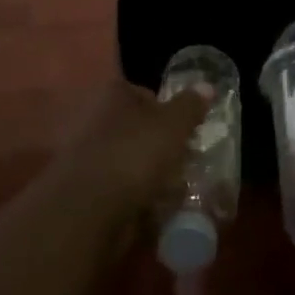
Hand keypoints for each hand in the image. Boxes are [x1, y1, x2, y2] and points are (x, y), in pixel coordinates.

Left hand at [58, 79, 211, 212]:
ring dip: (151, 172)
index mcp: (114, 95)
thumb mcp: (173, 125)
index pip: (146, 94)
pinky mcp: (87, 189)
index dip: (169, 109)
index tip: (187, 130)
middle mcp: (97, 119)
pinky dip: (138, 195)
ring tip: (176, 187)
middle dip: (161, 143)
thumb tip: (207, 85)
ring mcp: (90, 155)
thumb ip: (190, 105)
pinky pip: (122, 187)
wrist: (90, 209)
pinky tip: (155, 206)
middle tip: (186, 160)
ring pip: (131, 159)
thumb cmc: (135, 154)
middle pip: (138, 127)